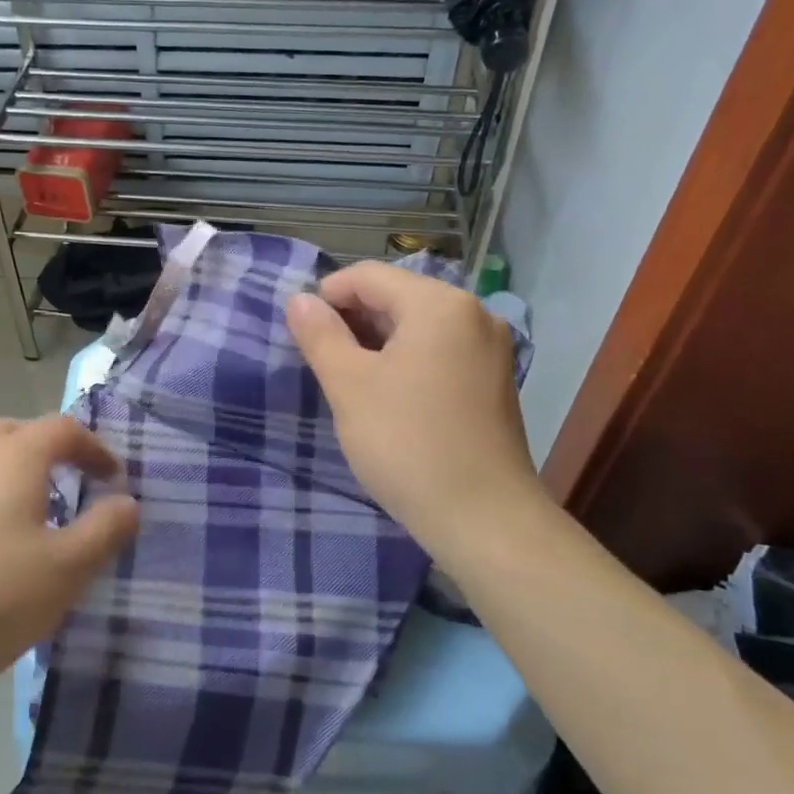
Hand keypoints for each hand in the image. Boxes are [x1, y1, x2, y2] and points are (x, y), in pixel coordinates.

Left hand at [0, 415, 139, 707]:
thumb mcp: (65, 569)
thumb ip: (105, 530)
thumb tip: (128, 502)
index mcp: (14, 457)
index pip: (64, 429)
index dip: (96, 448)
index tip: (115, 478)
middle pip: (17, 433)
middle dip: (51, 451)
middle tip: (73, 484)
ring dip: (13, 472)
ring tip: (31, 513)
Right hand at [286, 262, 542, 555]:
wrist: (484, 518)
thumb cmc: (407, 444)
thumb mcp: (349, 386)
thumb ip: (320, 334)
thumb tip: (299, 300)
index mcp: (439, 304)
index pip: (369, 276)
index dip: (327, 296)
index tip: (301, 332)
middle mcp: (473, 313)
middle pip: (397, 296)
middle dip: (353, 320)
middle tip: (321, 360)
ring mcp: (490, 347)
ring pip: (418, 325)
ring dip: (377, 341)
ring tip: (349, 379)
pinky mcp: (495, 379)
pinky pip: (440, 350)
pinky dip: (407, 360)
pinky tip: (388, 394)